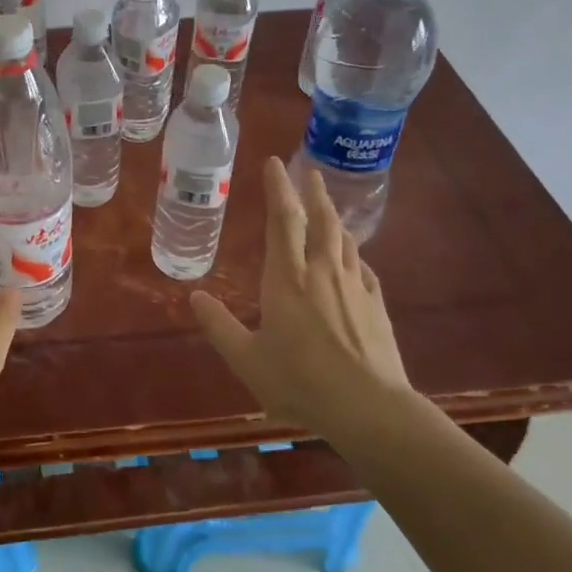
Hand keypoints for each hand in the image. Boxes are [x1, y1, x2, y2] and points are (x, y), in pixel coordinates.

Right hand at [190, 157, 412, 437]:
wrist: (370, 409)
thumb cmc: (300, 382)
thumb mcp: (247, 359)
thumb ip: (219, 326)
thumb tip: (195, 296)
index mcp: (287, 279)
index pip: (282, 221)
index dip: (278, 189)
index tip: (274, 163)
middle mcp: (322, 272)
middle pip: (320, 220)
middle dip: (312, 192)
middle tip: (308, 170)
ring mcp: (354, 286)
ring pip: (343, 238)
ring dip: (333, 215)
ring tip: (328, 204)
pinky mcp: (376, 305)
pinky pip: (362, 266)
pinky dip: (352, 252)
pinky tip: (352, 256)